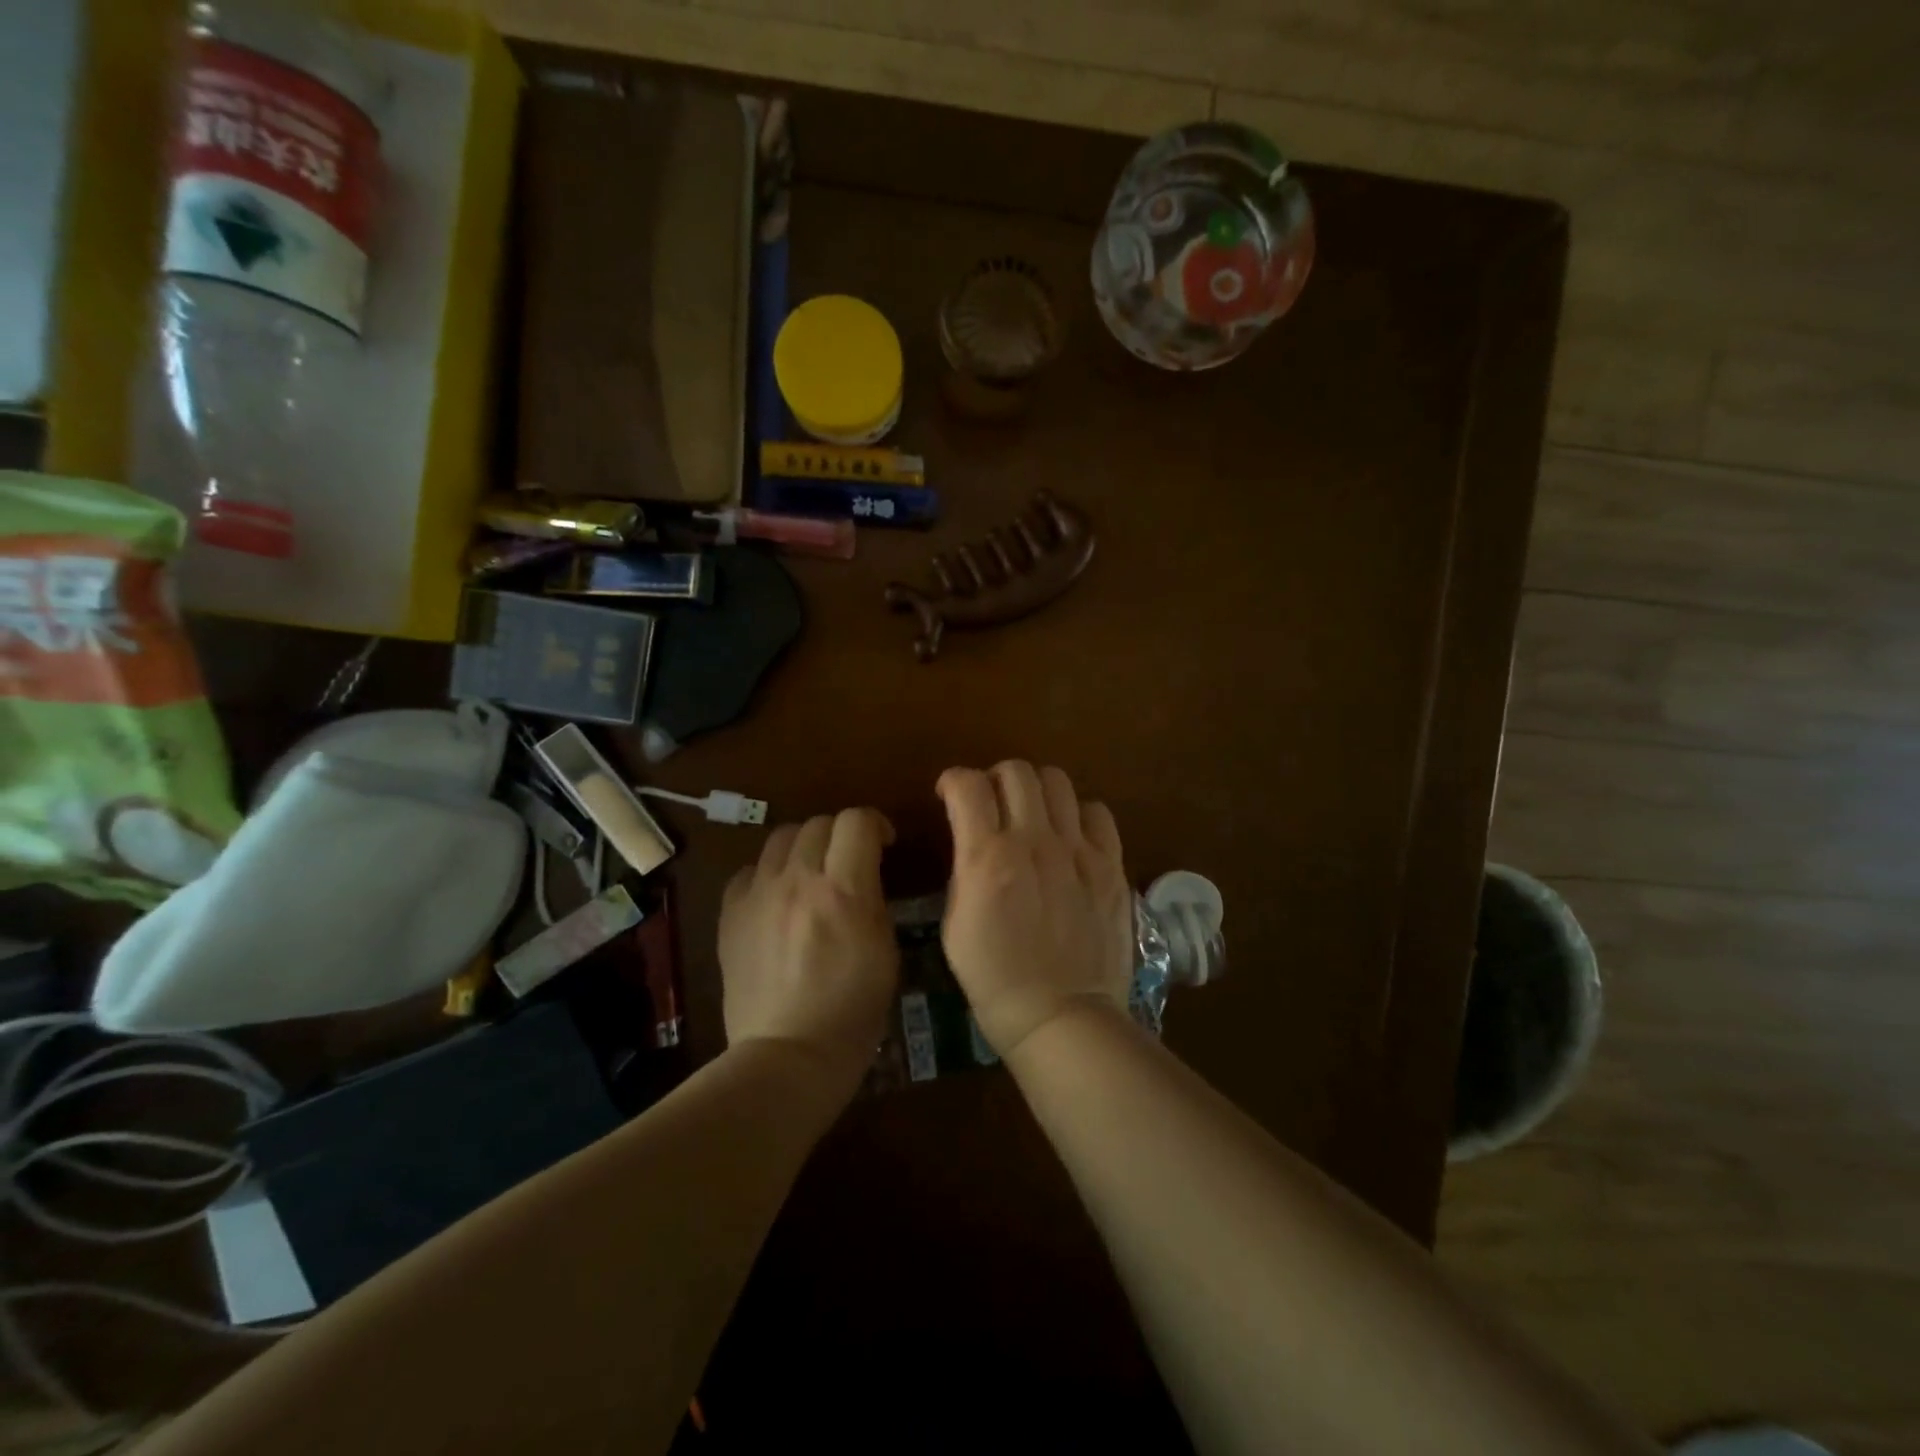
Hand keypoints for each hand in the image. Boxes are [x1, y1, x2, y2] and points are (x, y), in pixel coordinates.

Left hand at [720, 809, 899, 1080]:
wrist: (787, 1057)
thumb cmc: (852, 1013)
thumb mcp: (885, 952)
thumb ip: (873, 902)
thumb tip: (864, 878)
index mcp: (844, 890)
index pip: (857, 821)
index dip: (875, 824)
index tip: (883, 844)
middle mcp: (798, 880)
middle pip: (818, 823)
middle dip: (840, 834)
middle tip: (848, 862)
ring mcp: (758, 895)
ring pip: (781, 839)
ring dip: (804, 848)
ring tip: (810, 874)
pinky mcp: (730, 915)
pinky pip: (748, 872)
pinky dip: (767, 875)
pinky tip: (775, 898)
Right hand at [937, 762, 1132, 1056]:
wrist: (1061, 1016)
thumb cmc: (995, 979)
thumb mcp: (955, 924)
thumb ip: (964, 869)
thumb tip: (974, 840)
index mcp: (988, 858)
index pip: (968, 784)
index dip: (953, 781)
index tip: (950, 796)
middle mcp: (1034, 842)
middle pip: (1016, 770)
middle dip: (995, 779)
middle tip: (991, 804)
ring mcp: (1078, 851)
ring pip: (1057, 781)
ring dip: (1036, 790)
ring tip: (1032, 814)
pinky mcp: (1110, 865)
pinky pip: (1097, 812)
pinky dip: (1078, 814)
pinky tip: (1070, 836)